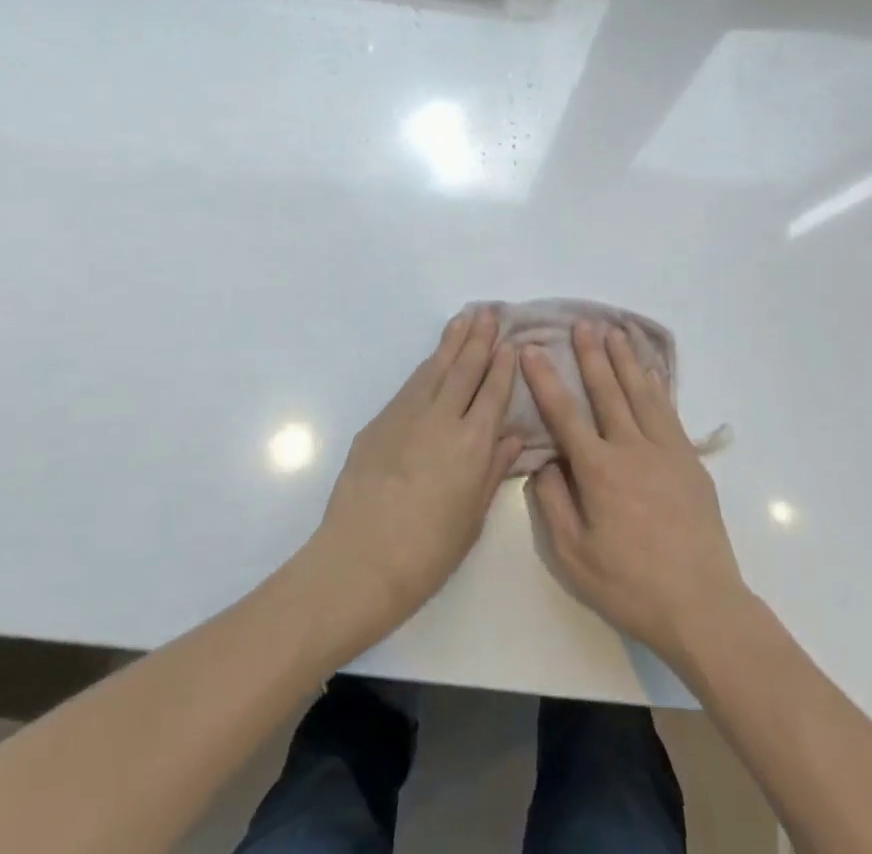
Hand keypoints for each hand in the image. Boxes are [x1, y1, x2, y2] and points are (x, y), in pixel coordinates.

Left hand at [307, 307, 522, 649]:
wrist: (359, 560)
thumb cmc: (426, 552)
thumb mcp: (472, 518)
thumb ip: (492, 472)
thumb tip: (512, 437)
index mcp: (472, 444)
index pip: (493, 392)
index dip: (503, 365)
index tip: (511, 342)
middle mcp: (442, 419)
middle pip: (465, 369)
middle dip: (480, 339)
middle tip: (489, 312)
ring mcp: (407, 415)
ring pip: (436, 367)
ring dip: (453, 341)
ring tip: (465, 318)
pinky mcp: (381, 421)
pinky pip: (412, 384)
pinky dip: (428, 366)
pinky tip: (434, 358)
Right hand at [524, 321, 749, 666]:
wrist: (702, 605)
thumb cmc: (631, 586)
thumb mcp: (575, 557)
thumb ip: (553, 504)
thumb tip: (543, 463)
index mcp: (599, 471)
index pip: (565, 414)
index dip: (545, 379)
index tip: (532, 349)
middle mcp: (631, 449)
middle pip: (607, 391)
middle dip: (591, 355)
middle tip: (581, 323)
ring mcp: (665, 450)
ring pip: (641, 392)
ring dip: (625, 359)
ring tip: (615, 331)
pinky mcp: (688, 460)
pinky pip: (669, 410)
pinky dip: (657, 385)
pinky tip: (651, 371)